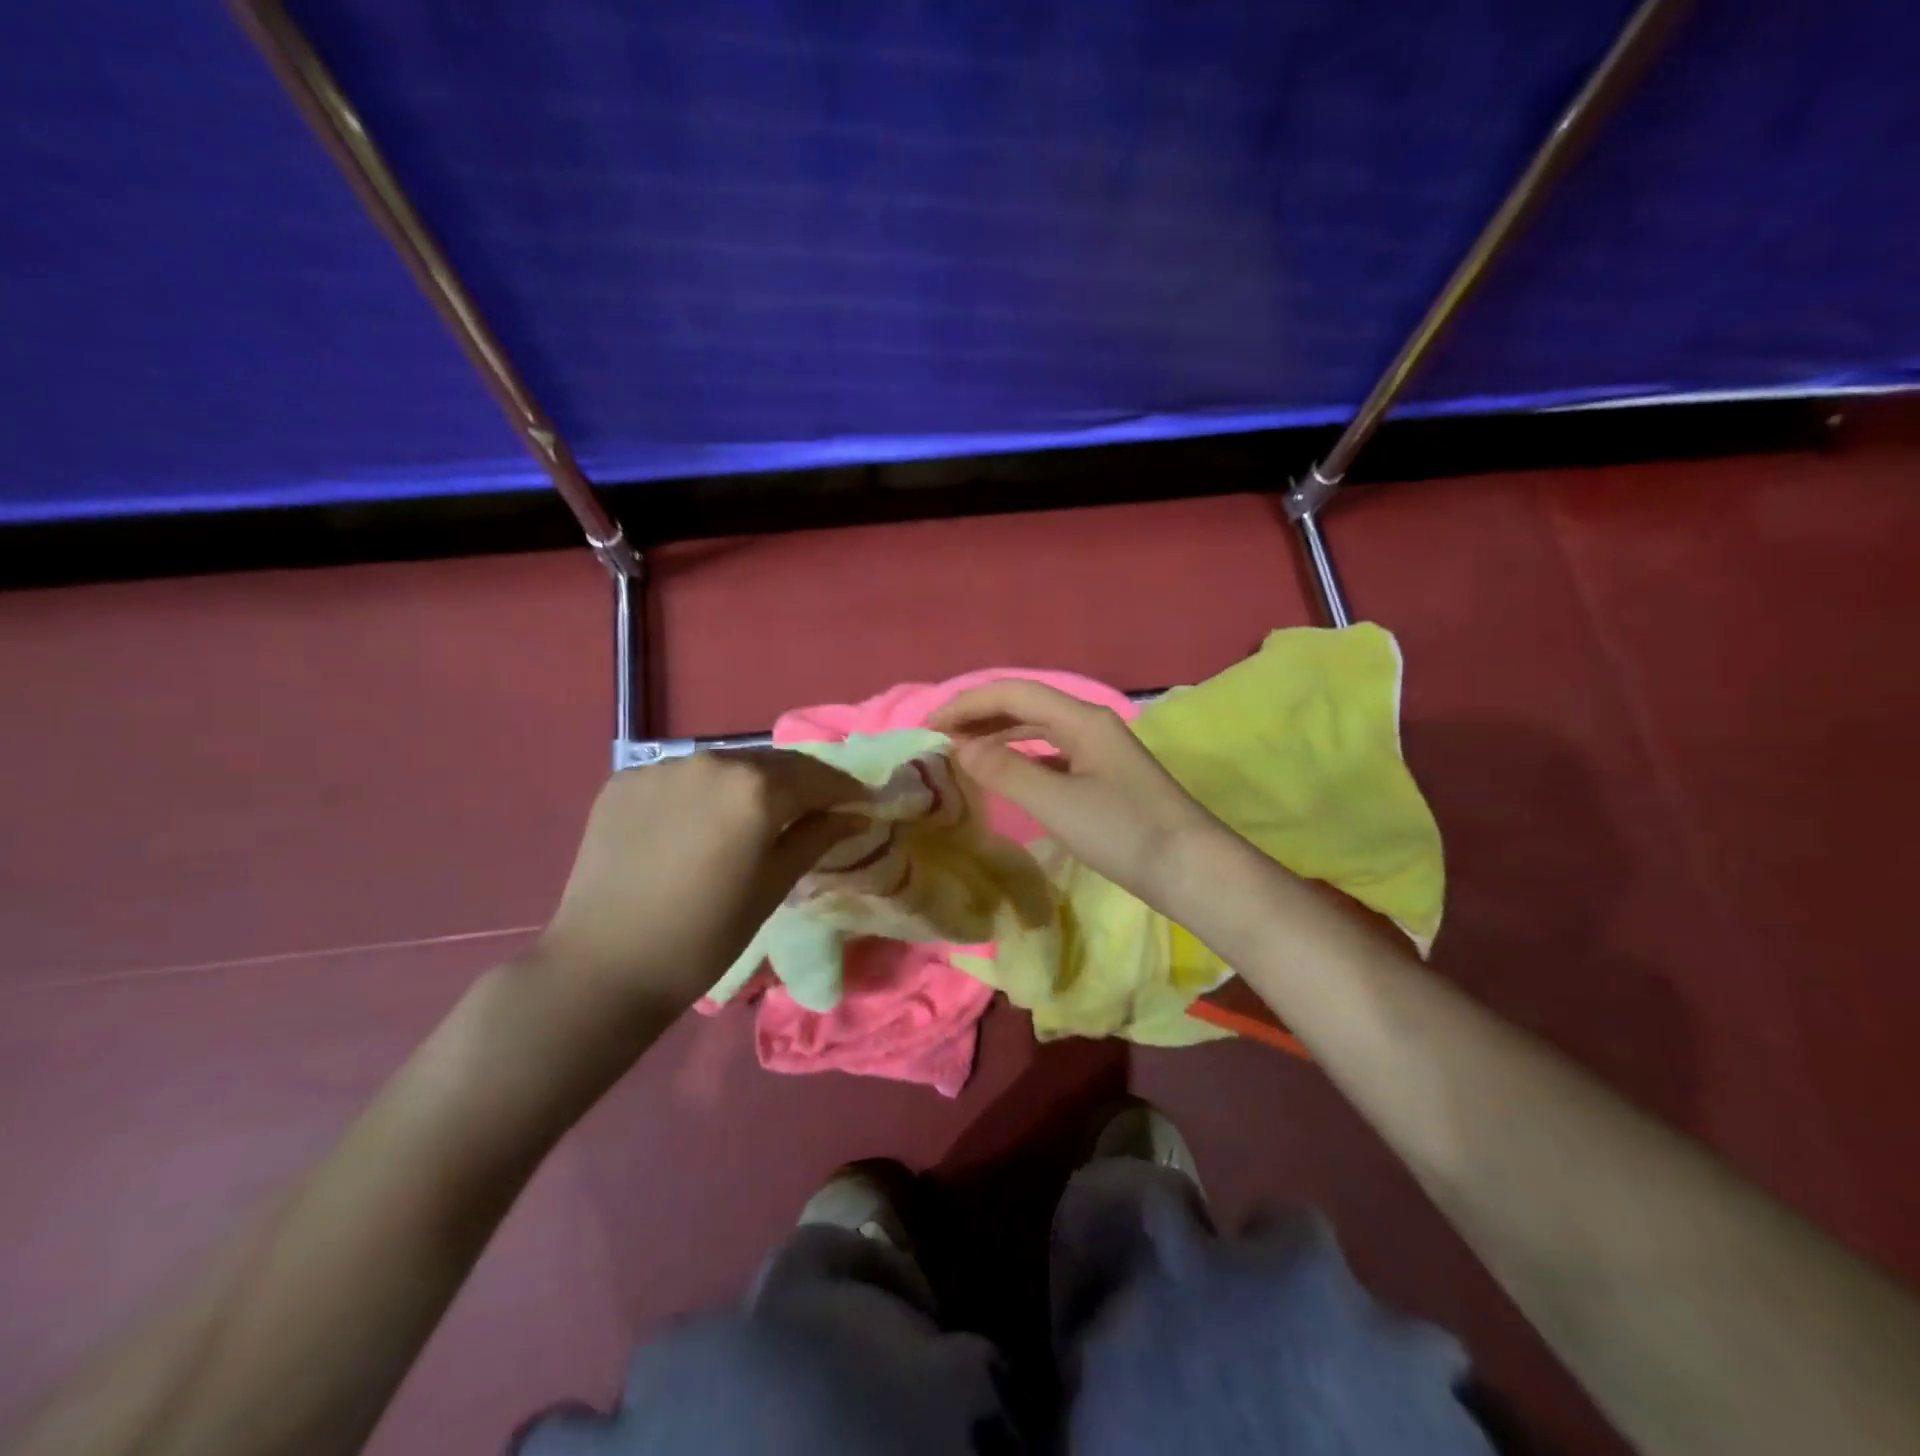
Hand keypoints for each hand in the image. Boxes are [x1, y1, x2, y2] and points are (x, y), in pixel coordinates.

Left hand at [534, 749, 861, 1017]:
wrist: (603, 967)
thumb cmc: (703, 936)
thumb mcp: (772, 888)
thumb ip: (816, 838)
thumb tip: (854, 814)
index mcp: (755, 789)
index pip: (816, 777)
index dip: (844, 789)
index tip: (859, 803)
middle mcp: (711, 761)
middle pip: (772, 763)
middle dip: (801, 782)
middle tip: (817, 807)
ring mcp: (662, 767)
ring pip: (726, 765)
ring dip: (751, 783)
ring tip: (758, 814)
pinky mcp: (624, 780)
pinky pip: (682, 777)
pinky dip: (703, 792)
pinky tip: (701, 823)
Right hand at [929, 680, 1230, 910]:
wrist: (1191, 870)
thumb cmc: (1124, 832)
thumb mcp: (1057, 802)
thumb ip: (1005, 771)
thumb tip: (959, 749)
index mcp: (1082, 719)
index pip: (1014, 692)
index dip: (968, 703)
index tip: (930, 727)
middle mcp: (1090, 725)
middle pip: (1026, 705)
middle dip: (980, 716)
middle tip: (938, 739)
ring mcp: (1099, 751)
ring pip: (1039, 729)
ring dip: (999, 734)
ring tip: (962, 752)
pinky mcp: (1104, 777)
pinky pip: (1051, 754)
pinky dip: (1021, 757)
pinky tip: (1005, 774)